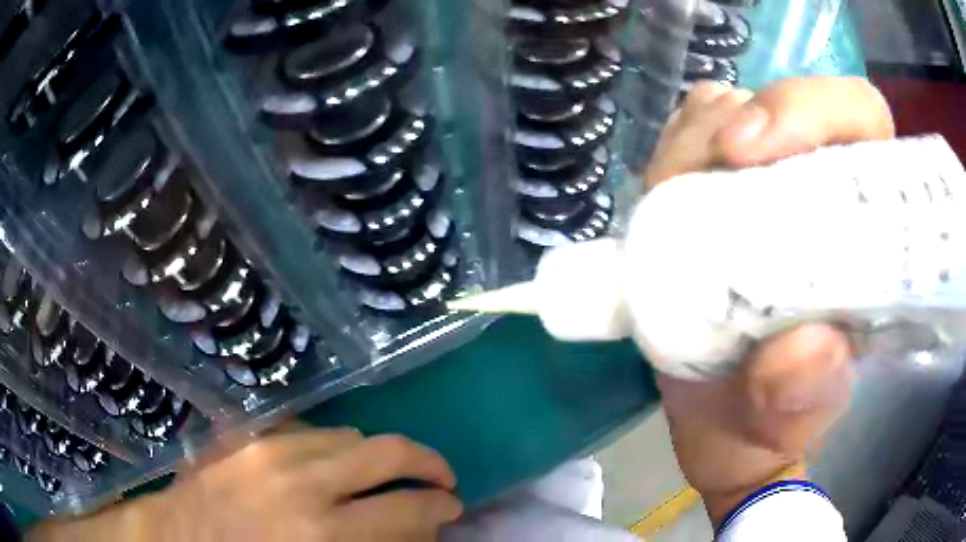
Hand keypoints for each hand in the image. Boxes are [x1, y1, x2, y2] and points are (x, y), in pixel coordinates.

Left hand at [29, 429, 461, 541]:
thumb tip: (417, 531)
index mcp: (322, 534)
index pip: (410, 509)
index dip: (441, 507)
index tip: (451, 508)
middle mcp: (298, 481)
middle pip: (387, 451)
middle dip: (427, 464)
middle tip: (439, 478)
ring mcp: (265, 448)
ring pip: (348, 434)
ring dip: (374, 457)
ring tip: (377, 478)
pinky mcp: (243, 434)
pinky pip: (306, 429)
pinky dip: (328, 447)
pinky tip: (324, 467)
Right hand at [646, 77, 893, 525]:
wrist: (718, 425)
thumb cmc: (761, 427)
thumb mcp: (780, 429)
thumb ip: (800, 401)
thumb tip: (810, 345)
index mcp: (865, 233)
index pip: (861, 121)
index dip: (817, 111)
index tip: (753, 151)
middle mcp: (821, 189)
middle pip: (786, 103)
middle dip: (736, 124)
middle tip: (692, 178)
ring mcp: (766, 180)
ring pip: (727, 111)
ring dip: (692, 143)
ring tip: (671, 206)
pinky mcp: (718, 186)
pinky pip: (688, 133)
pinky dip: (670, 152)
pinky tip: (664, 198)